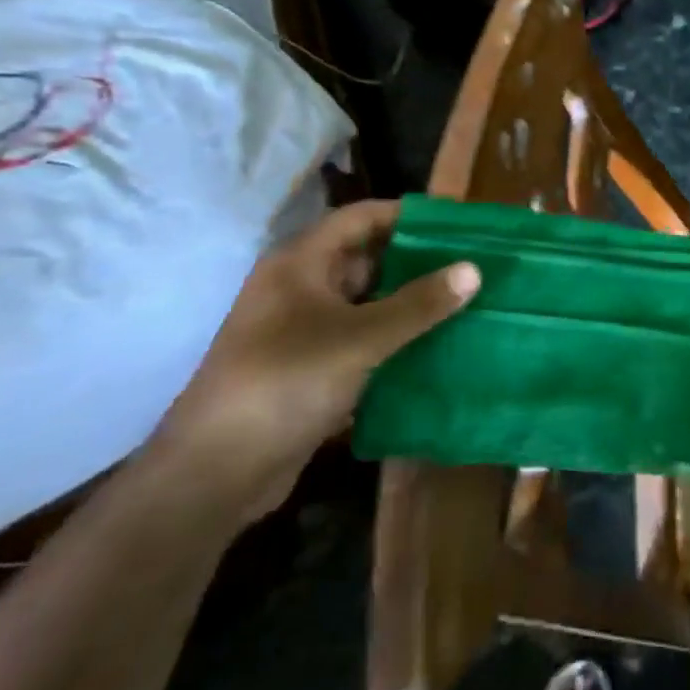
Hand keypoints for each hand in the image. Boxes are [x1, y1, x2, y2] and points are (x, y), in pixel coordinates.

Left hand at [151, 200, 477, 525]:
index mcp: (301, 264)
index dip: (409, 215)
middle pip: (367, 259)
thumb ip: (418, 304)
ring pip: (368, 303)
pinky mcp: (311, 369)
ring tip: (467, 302)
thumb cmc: (285, 383)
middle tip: (473, 263)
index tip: (459, 222)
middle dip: (418, 260)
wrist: (215, 474)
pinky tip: (437, 345)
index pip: (362, 218)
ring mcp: (304, 331)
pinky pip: (363, 340)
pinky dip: (397, 338)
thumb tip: (474, 268)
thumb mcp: (359, 338)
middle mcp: (301, 288)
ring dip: (411, 303)